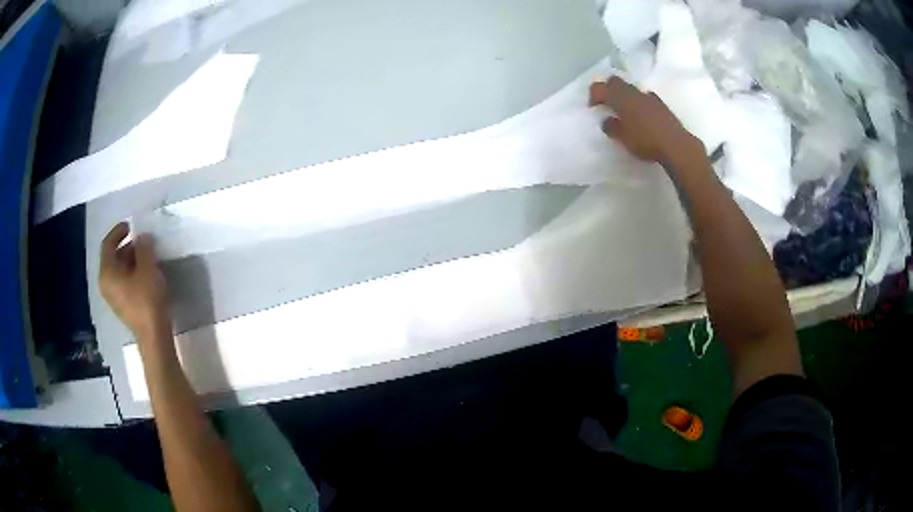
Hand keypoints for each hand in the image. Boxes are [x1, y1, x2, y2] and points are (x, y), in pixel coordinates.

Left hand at [99, 223, 169, 340]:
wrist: (153, 336)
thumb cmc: (147, 300)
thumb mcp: (148, 268)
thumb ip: (144, 248)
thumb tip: (142, 237)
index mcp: (107, 272)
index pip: (108, 244)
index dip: (119, 231)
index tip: (131, 225)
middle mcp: (106, 283)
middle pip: (114, 257)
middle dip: (128, 246)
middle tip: (145, 242)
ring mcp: (113, 297)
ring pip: (120, 270)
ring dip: (132, 260)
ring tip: (149, 257)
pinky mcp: (123, 306)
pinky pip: (124, 282)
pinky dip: (133, 273)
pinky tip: (147, 275)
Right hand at [589, 76, 701, 164]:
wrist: (676, 146)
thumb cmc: (646, 142)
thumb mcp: (623, 139)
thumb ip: (611, 127)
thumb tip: (607, 120)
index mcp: (621, 98)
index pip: (600, 87)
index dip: (594, 95)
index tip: (593, 107)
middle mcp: (634, 93)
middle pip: (616, 81)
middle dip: (608, 89)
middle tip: (606, 104)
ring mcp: (649, 97)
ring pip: (631, 88)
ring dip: (624, 95)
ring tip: (624, 111)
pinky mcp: (661, 104)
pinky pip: (645, 97)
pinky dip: (639, 102)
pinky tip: (641, 115)